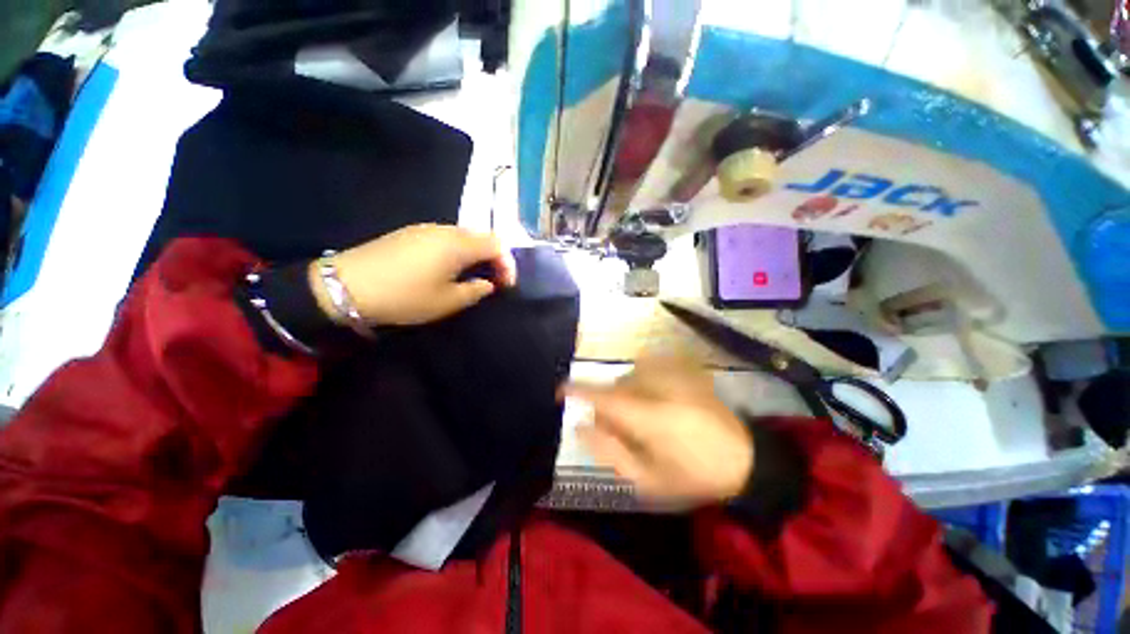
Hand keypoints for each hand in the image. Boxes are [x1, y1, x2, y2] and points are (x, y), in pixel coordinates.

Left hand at [309, 224, 516, 326]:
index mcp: (458, 244)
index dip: (508, 263)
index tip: (506, 285)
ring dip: (475, 255)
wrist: (346, 286)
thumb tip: (488, 283)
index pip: (497, 244)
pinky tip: (447, 269)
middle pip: (481, 236)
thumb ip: (475, 291)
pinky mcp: (409, 233)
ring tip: (472, 276)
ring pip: (463, 236)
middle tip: (493, 281)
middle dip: (493, 258)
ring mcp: (425, 229)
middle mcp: (445, 230)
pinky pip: (444, 238)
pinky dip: (457, 252)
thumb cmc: (405, 296)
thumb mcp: (447, 302)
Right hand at [564, 356, 753, 507]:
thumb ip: (609, 451)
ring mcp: (674, 375)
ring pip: (631, 374)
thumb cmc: (693, 476)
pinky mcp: (685, 370)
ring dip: (626, 392)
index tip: (559, 390)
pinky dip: (643, 377)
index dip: (577, 390)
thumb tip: (580, 426)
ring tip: (642, 414)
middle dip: (608, 403)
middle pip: (615, 385)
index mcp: (648, 417)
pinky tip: (656, 395)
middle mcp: (658, 388)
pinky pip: (650, 365)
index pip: (602, 397)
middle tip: (619, 427)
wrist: (744, 459)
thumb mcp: (647, 479)